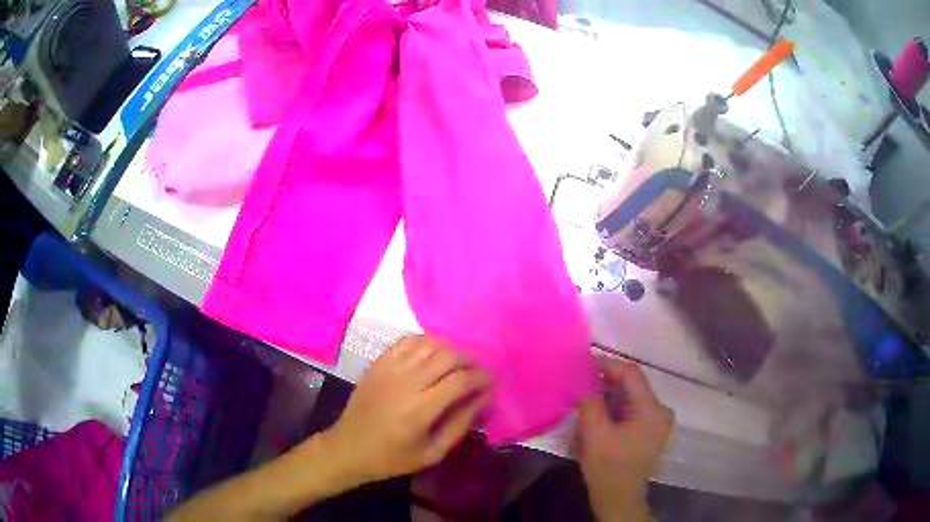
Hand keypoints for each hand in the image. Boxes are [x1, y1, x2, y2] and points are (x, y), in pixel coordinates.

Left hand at [318, 335, 491, 486]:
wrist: (349, 447)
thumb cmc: (392, 457)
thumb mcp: (433, 452)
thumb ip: (460, 424)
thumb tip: (484, 399)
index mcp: (420, 409)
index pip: (461, 380)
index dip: (481, 378)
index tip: (489, 384)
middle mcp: (406, 382)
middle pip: (447, 356)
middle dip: (469, 360)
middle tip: (476, 372)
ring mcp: (389, 368)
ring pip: (429, 343)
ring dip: (450, 349)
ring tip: (457, 363)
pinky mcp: (378, 363)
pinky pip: (407, 340)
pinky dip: (426, 342)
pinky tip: (432, 354)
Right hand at [575, 359, 673, 521]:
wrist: (619, 500)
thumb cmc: (608, 469)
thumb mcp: (595, 434)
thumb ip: (589, 401)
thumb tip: (581, 374)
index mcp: (652, 410)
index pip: (631, 374)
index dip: (607, 364)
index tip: (583, 362)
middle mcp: (660, 411)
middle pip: (632, 385)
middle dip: (605, 381)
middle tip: (580, 381)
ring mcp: (657, 421)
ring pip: (631, 397)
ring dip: (608, 395)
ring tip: (584, 398)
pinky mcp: (650, 431)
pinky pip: (632, 409)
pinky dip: (614, 408)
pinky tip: (597, 414)